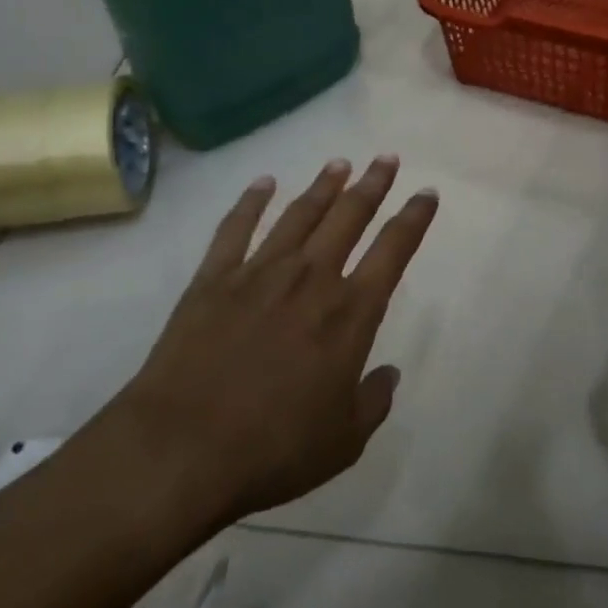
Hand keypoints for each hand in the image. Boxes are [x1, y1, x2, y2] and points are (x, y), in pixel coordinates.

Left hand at [106, 156, 437, 528]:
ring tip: (339, 163)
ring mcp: (260, 272)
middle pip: (349, 217)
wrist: (181, 449)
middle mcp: (311, 278)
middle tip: (386, 159)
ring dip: (323, 186)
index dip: (414, 218)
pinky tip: (263, 182)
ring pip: (300, 214)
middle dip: (372, 184)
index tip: (426, 193)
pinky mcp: (214, 278)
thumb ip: (373, 401)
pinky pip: (236, 228)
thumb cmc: (273, 449)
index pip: (393, 250)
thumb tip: (388, 374)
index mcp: (350, 313)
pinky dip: (251, 201)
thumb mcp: (343, 441)